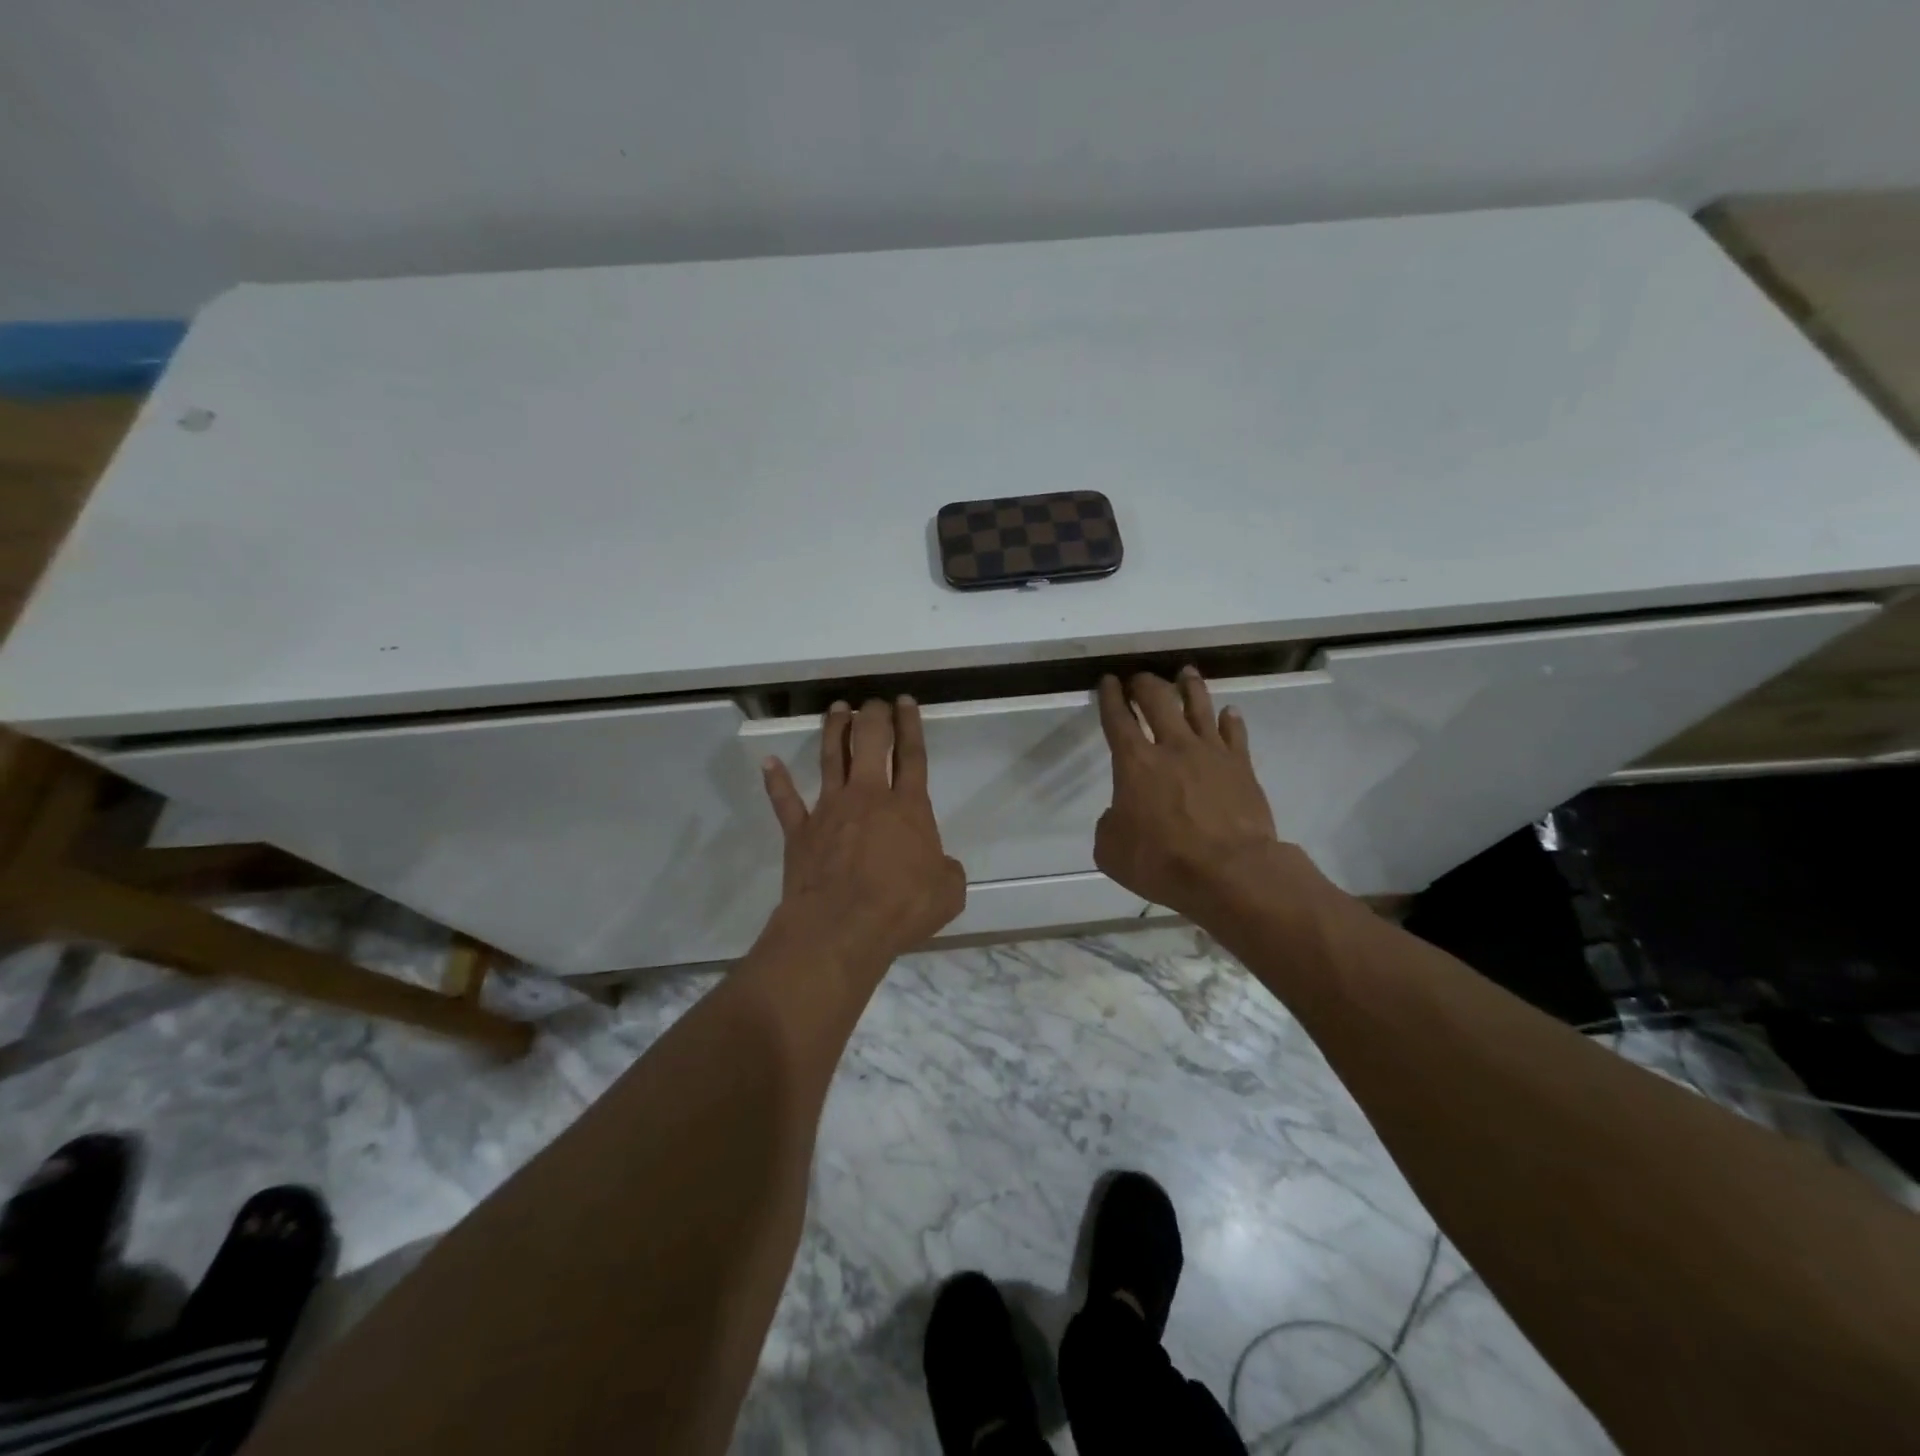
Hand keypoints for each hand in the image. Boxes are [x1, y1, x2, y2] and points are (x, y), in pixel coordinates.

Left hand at [762, 697, 966, 965]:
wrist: (841, 928)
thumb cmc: (900, 908)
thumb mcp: (948, 893)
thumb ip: (947, 871)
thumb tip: (941, 865)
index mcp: (908, 807)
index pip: (912, 756)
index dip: (911, 726)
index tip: (905, 702)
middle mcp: (868, 797)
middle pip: (871, 743)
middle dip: (874, 716)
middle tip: (874, 701)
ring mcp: (830, 810)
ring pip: (832, 758)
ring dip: (835, 731)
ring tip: (837, 709)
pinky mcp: (800, 831)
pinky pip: (785, 801)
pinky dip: (776, 781)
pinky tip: (769, 763)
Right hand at [1094, 669, 1323, 918]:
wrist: (1229, 872)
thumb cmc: (1162, 862)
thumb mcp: (1111, 851)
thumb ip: (1109, 824)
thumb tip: (1120, 814)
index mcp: (1135, 763)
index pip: (1118, 718)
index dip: (1110, 696)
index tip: (1108, 681)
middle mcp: (1172, 747)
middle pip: (1158, 700)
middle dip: (1145, 684)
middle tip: (1140, 678)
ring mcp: (1211, 753)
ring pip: (1200, 706)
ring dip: (1190, 687)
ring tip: (1186, 673)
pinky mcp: (1241, 767)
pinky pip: (1235, 734)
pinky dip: (1230, 720)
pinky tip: (1229, 712)